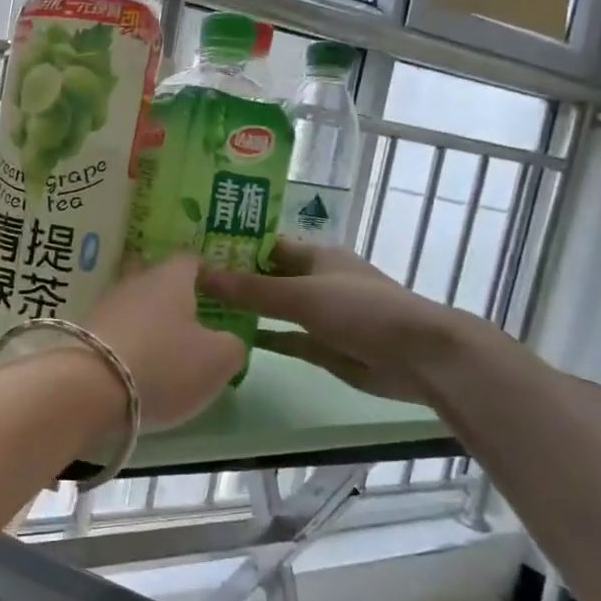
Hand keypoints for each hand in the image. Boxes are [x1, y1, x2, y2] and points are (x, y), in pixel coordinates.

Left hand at [81, 254, 245, 428]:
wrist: (87, 389)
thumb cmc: (163, 365)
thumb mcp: (218, 360)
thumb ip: (232, 345)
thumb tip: (226, 341)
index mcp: (169, 278)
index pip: (190, 260)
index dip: (206, 272)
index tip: (218, 289)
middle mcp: (132, 283)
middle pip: (153, 277)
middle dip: (170, 292)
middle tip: (190, 315)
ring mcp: (103, 306)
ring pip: (131, 303)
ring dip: (146, 319)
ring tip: (163, 344)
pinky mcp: (81, 333)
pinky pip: (113, 329)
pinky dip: (126, 340)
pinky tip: (134, 361)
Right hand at [200, 240, 483, 402]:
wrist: (417, 356)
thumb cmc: (361, 310)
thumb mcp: (301, 295)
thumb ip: (250, 289)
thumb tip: (199, 274)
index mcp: (315, 255)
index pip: (264, 244)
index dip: (232, 244)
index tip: (192, 248)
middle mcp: (314, 280)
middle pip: (264, 275)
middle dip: (231, 277)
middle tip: (183, 281)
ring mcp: (317, 314)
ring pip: (271, 307)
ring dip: (242, 308)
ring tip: (196, 308)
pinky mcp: (320, 345)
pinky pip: (282, 337)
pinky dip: (260, 337)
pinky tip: (228, 338)